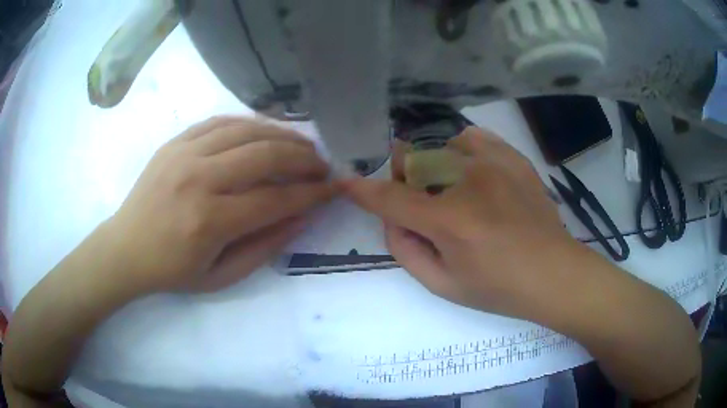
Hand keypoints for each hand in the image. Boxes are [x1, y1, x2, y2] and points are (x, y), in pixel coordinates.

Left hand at [108, 116, 335, 292]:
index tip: (334, 188)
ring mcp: (184, 154)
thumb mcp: (221, 276)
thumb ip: (265, 247)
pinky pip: (221, 121)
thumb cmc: (172, 270)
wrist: (126, 248)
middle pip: (265, 156)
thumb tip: (303, 217)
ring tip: (302, 145)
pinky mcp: (176, 141)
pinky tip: (265, 132)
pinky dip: (250, 123)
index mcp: (209, 221)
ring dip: (282, 135)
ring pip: (246, 130)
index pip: (275, 200)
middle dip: (303, 159)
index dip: (311, 193)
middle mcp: (198, 179)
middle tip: (322, 165)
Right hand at [343, 126, 584, 319]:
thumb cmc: (499, 289)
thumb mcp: (444, 285)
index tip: (345, 181)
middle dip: (403, 180)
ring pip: (440, 145)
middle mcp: (469, 182)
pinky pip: (471, 137)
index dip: (362, 190)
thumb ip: (406, 251)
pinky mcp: (513, 158)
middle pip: (413, 161)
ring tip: (450, 188)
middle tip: (418, 202)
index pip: (391, 199)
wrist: (553, 273)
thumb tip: (392, 219)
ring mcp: (495, 164)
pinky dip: (460, 149)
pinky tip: (470, 170)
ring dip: (432, 167)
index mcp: (450, 221)